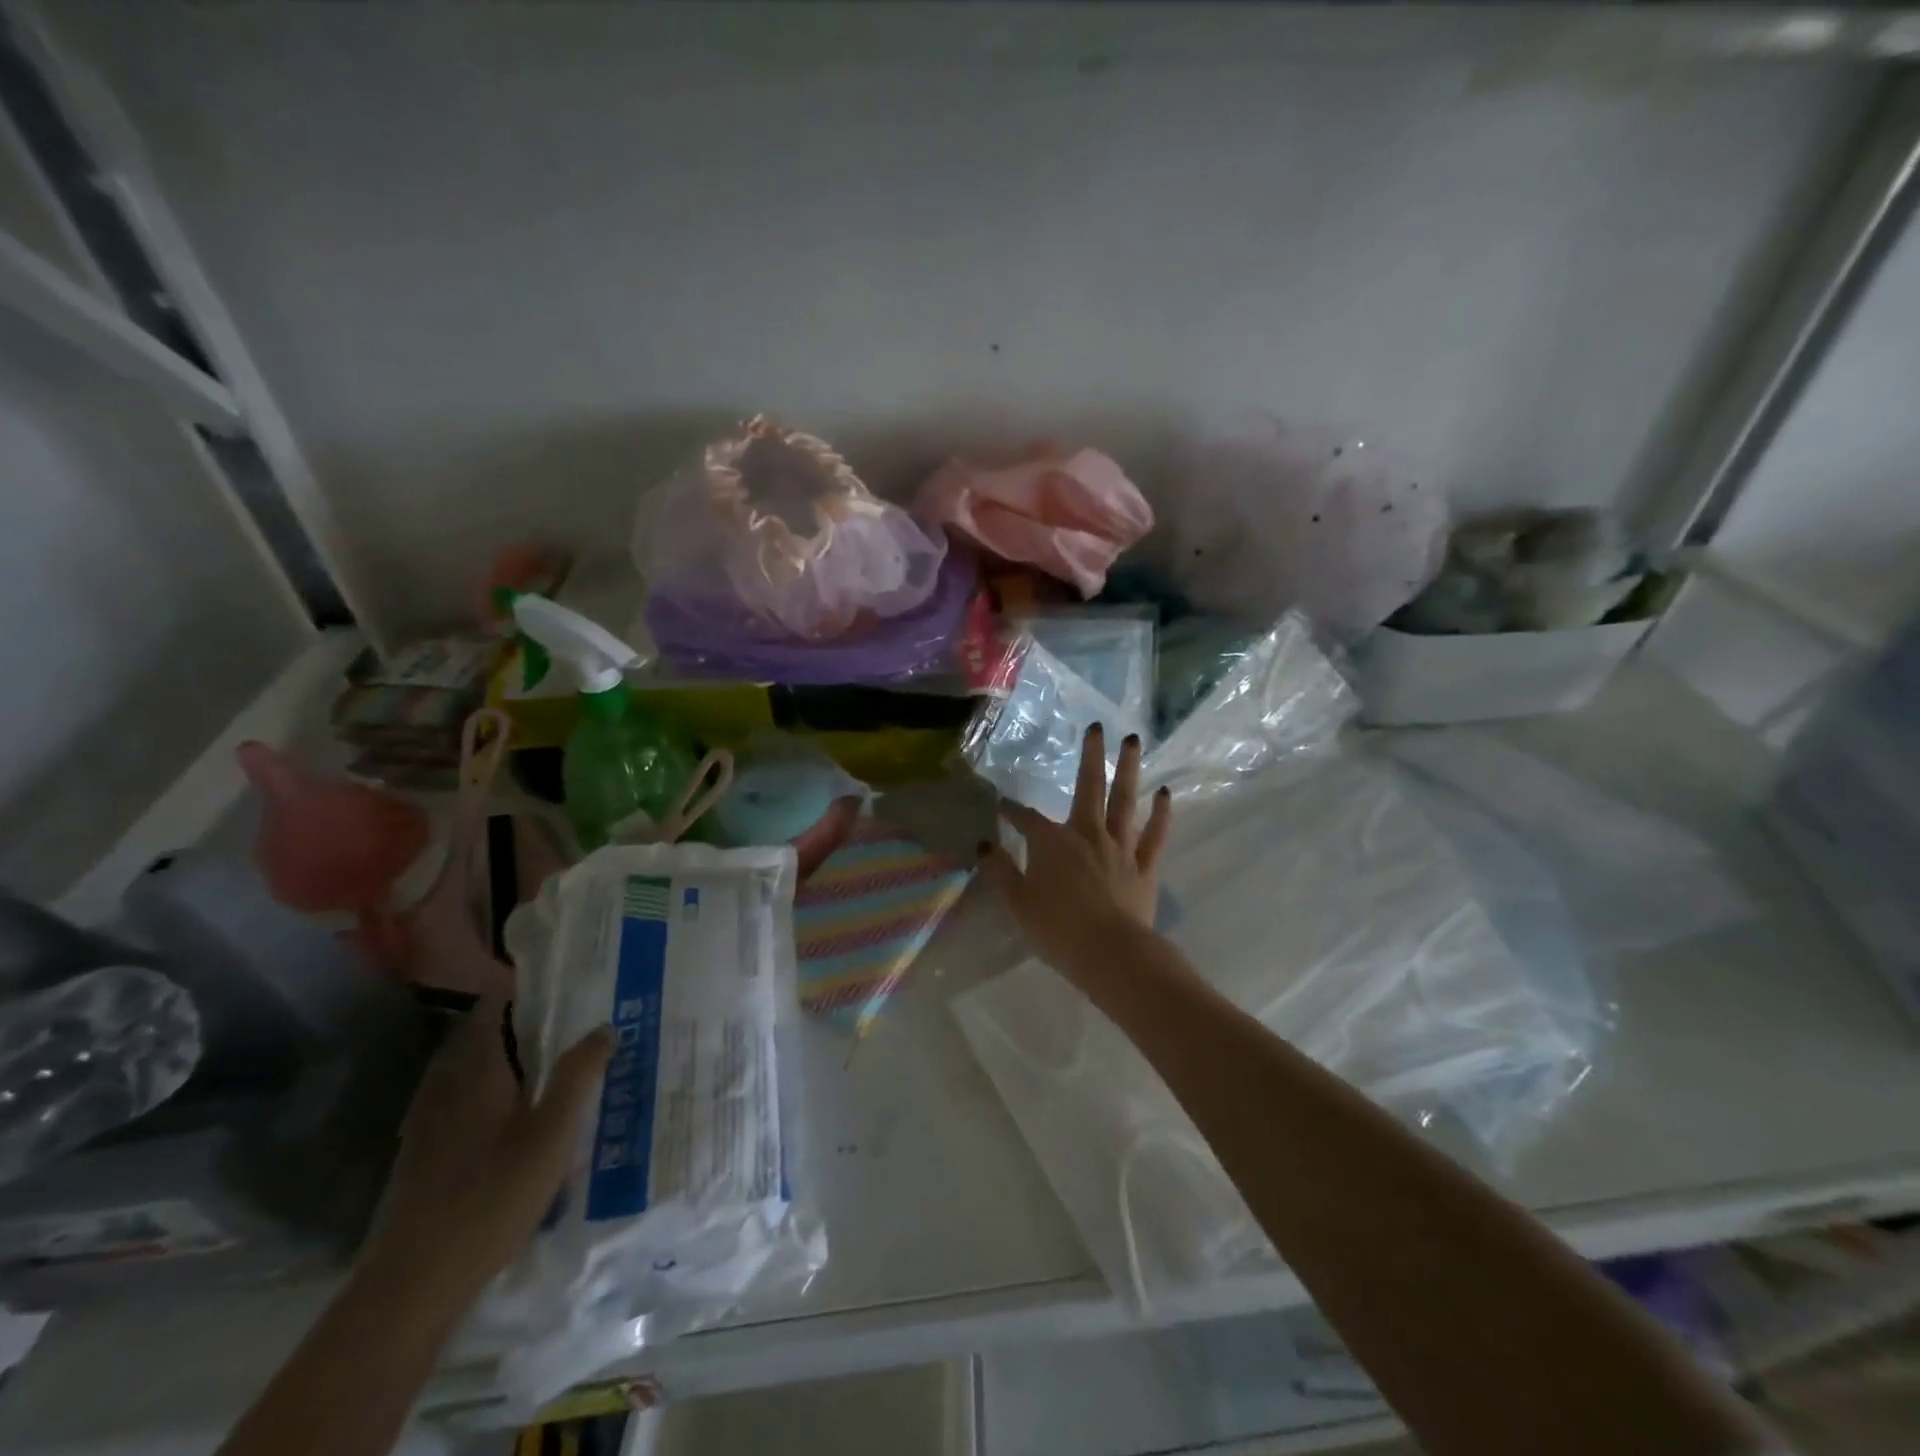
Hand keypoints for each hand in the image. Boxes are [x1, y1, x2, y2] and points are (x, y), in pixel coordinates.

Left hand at [366, 999, 610, 1301]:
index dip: (516, 989)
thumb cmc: (491, 1196)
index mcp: (474, 1072)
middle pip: (475, 1038)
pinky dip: (483, 1093)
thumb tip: (605, 1027)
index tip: (553, 981)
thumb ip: (579, 1075)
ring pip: (464, 1073)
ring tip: (540, 1064)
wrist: (413, 1283)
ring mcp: (426, 1124)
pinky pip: (456, 1103)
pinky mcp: (420, 1157)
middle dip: (513, 1024)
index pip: (489, 1009)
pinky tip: (507, 1118)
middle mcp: (444, 1088)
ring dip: (497, 1059)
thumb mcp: (553, 1133)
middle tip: (560, 1020)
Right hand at [979, 723, 1172, 980]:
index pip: (1027, 819)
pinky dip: (1161, 813)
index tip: (1002, 805)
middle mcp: (1087, 834)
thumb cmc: (1057, 929)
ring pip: (1125, 801)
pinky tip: (1164, 793)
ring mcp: (1120, 847)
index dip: (1012, 811)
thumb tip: (983, 844)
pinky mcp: (1144, 866)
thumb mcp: (1017, 902)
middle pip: (1089, 787)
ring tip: (1133, 740)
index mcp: (1053, 842)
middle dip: (1090, 756)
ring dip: (1129, 769)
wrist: (1110, 955)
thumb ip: (999, 871)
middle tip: (1097, 726)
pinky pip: (1154, 834)